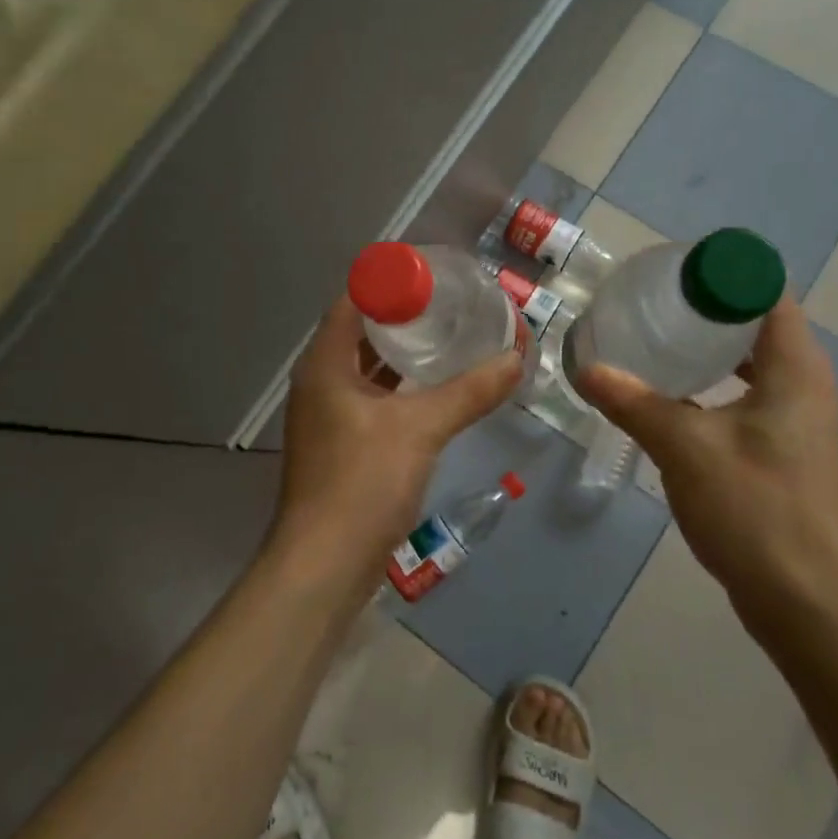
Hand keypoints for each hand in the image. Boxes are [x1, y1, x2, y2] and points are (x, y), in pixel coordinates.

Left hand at [275, 296, 522, 575]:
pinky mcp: (343, 444)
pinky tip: (437, 387)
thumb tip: (516, 360)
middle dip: (403, 315)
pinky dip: (402, 387)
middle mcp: (321, 381)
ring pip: (368, 367)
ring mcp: (329, 415)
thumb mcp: (420, 428)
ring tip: (450, 336)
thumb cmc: (362, 483)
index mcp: (325, 364)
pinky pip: (374, 398)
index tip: (432, 272)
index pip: (353, 300)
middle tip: (450, 302)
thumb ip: (469, 392)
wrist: (325, 566)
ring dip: (403, 353)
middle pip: (361, 331)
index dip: (389, 281)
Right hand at [573, 296, 837, 647]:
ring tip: (658, 339)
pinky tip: (674, 395)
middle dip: (709, 307)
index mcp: (796, 369)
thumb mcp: (684, 447)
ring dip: (712, 348)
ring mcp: (800, 421)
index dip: (724, 273)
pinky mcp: (786, 451)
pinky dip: (716, 384)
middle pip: (759, 324)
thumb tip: (586, 367)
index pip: (767, 293)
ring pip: (755, 363)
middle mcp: (807, 385)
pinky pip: (751, 396)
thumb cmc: (754, 510)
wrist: (806, 603)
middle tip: (654, 302)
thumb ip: (633, 401)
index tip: (674, 271)